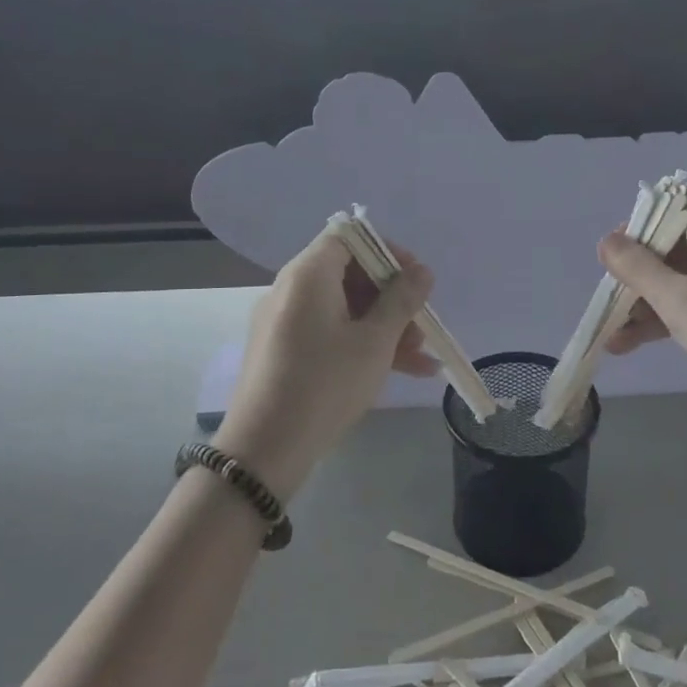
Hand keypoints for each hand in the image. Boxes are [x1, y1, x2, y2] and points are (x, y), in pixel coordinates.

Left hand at [215, 229, 437, 500]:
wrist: (264, 450)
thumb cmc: (325, 383)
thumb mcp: (374, 341)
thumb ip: (402, 300)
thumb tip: (421, 271)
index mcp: (308, 274)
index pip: (349, 236)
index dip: (387, 251)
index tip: (415, 278)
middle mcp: (292, 289)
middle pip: (350, 274)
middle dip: (392, 297)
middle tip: (421, 324)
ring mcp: (286, 321)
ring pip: (345, 308)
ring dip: (385, 326)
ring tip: (422, 358)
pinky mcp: (285, 351)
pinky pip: (330, 332)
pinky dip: (363, 344)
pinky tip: (406, 371)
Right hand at [599, 204, 686, 438]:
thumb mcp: (678, 301)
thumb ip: (637, 268)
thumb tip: (606, 240)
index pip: (674, 210)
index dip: (639, 227)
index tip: (612, 254)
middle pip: (673, 247)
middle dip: (636, 275)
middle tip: (609, 299)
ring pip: (680, 280)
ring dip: (646, 304)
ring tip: (613, 336)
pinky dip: (668, 318)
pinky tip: (633, 344)